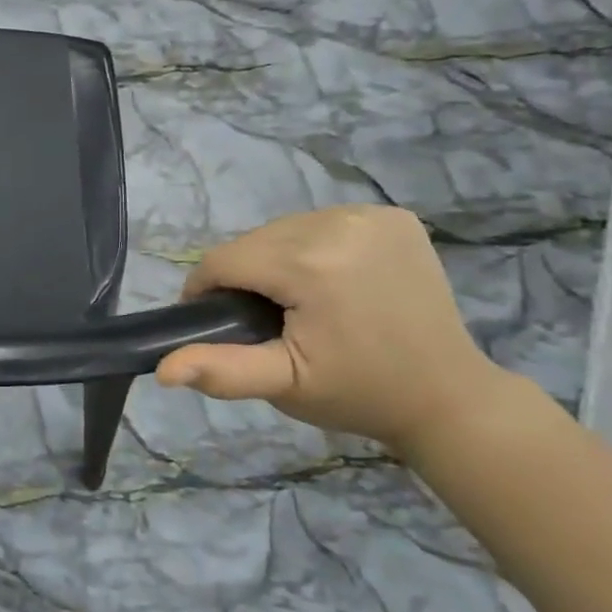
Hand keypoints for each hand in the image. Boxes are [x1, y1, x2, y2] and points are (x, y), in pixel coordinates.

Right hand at [155, 206, 515, 456]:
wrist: (448, 396)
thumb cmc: (357, 393)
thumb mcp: (283, 386)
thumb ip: (221, 371)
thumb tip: (162, 370)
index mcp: (311, 264)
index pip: (224, 261)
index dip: (206, 292)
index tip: (215, 323)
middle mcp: (339, 224)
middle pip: (252, 242)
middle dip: (243, 277)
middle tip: (263, 320)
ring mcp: (371, 215)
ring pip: (282, 229)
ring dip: (273, 259)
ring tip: (294, 300)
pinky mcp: (392, 215)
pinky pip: (320, 223)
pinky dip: (310, 247)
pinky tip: (328, 279)